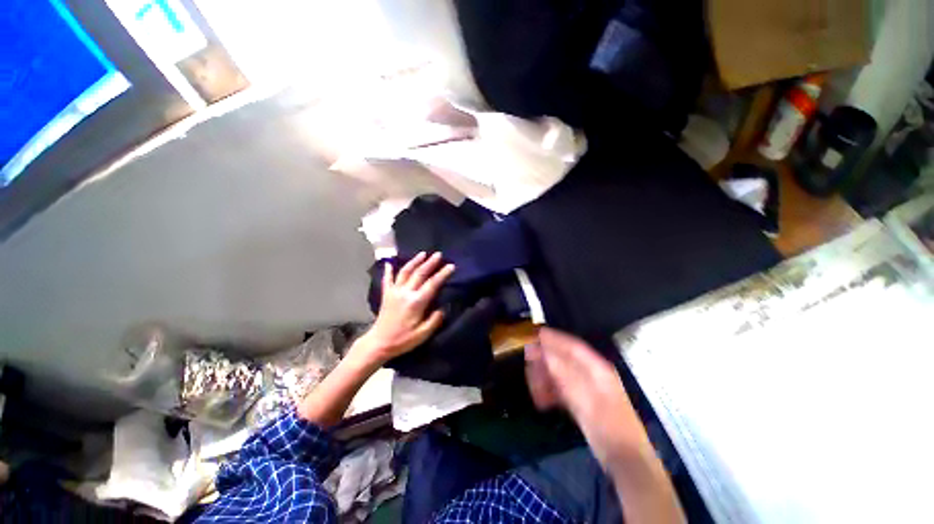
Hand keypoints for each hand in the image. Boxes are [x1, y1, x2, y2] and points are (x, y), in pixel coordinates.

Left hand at [357, 252, 453, 365]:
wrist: (379, 343)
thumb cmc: (403, 340)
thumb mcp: (423, 334)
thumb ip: (434, 320)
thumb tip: (442, 309)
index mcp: (416, 302)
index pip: (432, 284)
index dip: (442, 274)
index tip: (451, 266)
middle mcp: (405, 293)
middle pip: (419, 273)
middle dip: (430, 263)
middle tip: (439, 254)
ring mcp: (394, 292)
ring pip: (405, 272)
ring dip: (414, 261)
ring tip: (423, 253)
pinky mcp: (386, 294)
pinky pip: (387, 279)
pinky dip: (388, 270)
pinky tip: (389, 262)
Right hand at [525, 328, 651, 466]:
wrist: (626, 460)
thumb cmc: (609, 426)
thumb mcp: (586, 398)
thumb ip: (564, 374)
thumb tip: (545, 352)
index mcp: (597, 369)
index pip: (572, 347)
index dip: (554, 339)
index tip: (536, 334)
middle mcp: (592, 375)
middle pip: (564, 360)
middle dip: (546, 359)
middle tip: (527, 359)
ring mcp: (587, 390)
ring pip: (561, 375)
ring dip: (546, 377)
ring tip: (531, 382)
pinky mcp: (583, 404)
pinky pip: (563, 391)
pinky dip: (551, 392)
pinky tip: (541, 398)